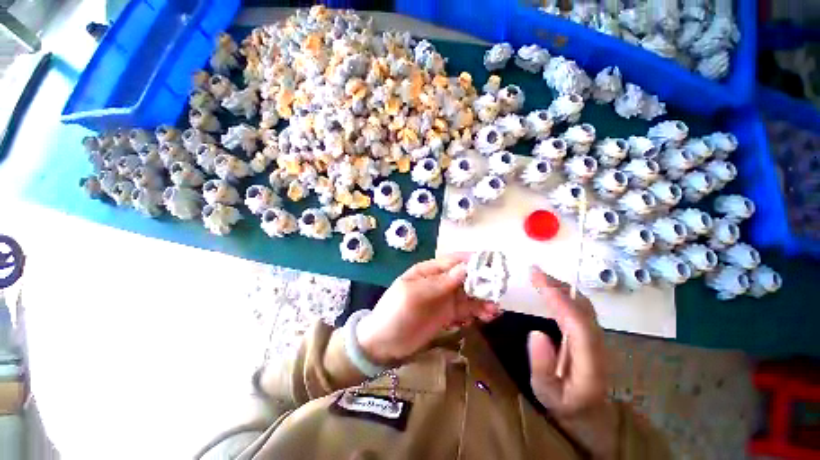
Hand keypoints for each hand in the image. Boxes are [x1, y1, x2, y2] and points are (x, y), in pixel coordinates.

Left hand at [356, 253, 499, 364]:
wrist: (383, 343)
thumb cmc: (395, 313)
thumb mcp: (414, 294)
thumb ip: (439, 283)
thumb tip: (465, 268)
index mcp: (428, 271)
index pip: (453, 261)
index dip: (472, 261)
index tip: (491, 264)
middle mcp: (439, 282)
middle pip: (465, 277)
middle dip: (482, 282)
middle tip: (497, 291)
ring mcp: (444, 299)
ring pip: (468, 294)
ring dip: (483, 299)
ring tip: (494, 310)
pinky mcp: (447, 316)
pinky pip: (466, 310)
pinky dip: (478, 312)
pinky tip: (487, 317)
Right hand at [527, 266, 617, 458]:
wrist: (590, 411)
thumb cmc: (564, 404)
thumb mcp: (545, 393)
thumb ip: (541, 367)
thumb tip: (536, 332)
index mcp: (589, 363)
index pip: (578, 325)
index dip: (559, 300)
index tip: (538, 280)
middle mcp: (599, 345)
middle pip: (583, 309)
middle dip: (558, 287)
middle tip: (533, 271)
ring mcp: (598, 338)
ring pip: (583, 306)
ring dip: (561, 287)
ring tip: (539, 275)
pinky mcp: (592, 334)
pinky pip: (580, 308)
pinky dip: (565, 293)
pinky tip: (550, 288)